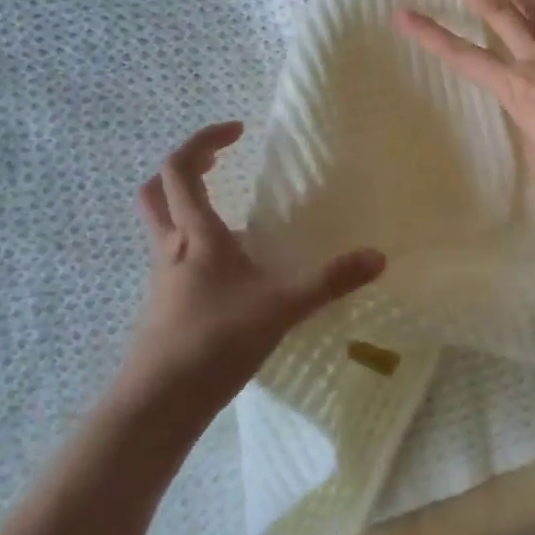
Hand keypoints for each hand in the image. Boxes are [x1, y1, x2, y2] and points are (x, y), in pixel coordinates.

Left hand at [123, 122, 385, 410]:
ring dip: (184, 204)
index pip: (180, 168)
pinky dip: (193, 243)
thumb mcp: (281, 307)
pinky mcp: (164, 303)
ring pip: (160, 223)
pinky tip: (227, 269)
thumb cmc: (215, 341)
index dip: (203, 141)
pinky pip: (172, 256)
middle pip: (157, 189)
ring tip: (226, 212)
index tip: (237, 132)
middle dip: (183, 167)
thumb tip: (378, 256)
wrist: (158, 402)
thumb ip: (329, 281)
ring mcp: (163, 277)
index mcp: (196, 234)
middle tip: (216, 163)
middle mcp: (172, 247)